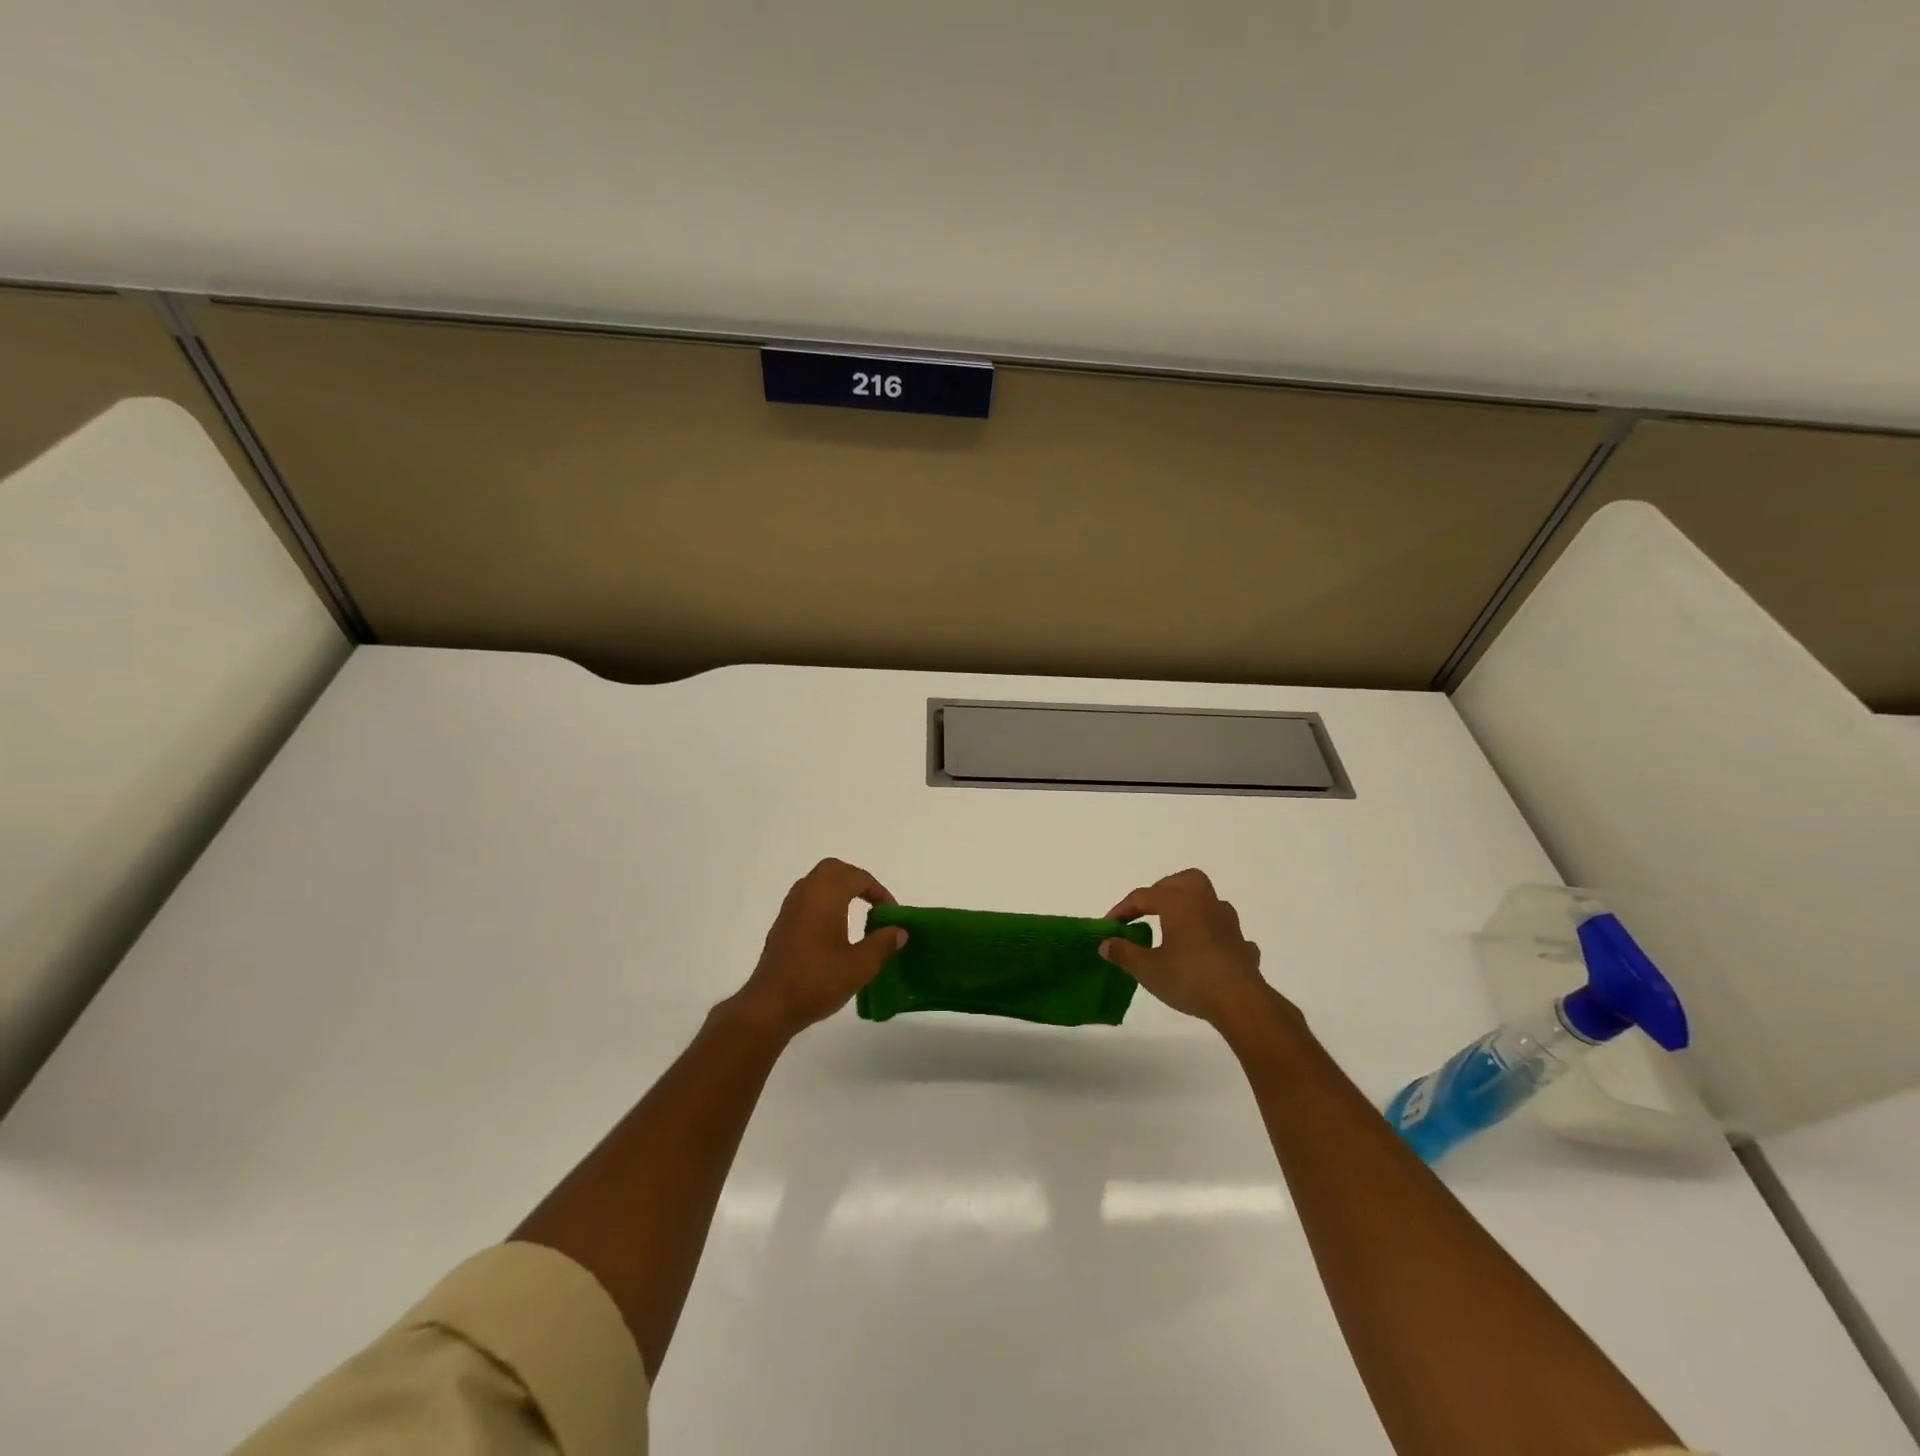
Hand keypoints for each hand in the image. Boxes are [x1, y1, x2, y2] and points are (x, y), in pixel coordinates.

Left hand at [733, 858, 905, 1037]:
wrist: (770, 1005)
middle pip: (834, 870)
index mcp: (826, 896)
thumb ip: (883, 943)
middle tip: (874, 902)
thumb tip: (899, 930)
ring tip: (858, 912)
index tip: (892, 913)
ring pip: (817, 882)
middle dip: (857, 880)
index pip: (858, 877)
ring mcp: (790, 908)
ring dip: (839, 889)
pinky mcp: (782, 924)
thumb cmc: (817, 981)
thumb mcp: (860, 965)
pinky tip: (834, 928)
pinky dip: (825, 902)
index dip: (879, 891)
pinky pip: (807, 898)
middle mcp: (806, 893)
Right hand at [1099, 869, 1290, 1030]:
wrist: (1240, 1001)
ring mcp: (1229, 923)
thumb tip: (1105, 944)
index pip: (1143, 896)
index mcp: (1179, 902)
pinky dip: (1214, 937)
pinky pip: (1226, 932)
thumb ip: (1124, 953)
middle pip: (1184, 881)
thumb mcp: (1147, 969)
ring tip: (1177, 929)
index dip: (1123, 909)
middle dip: (1164, 890)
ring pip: (1209, 902)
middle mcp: (1205, 903)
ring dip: (1192, 910)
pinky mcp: (1243, 945)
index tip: (1110, 926)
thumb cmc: (1189, 977)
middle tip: (1148, 910)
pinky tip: (1207, 953)